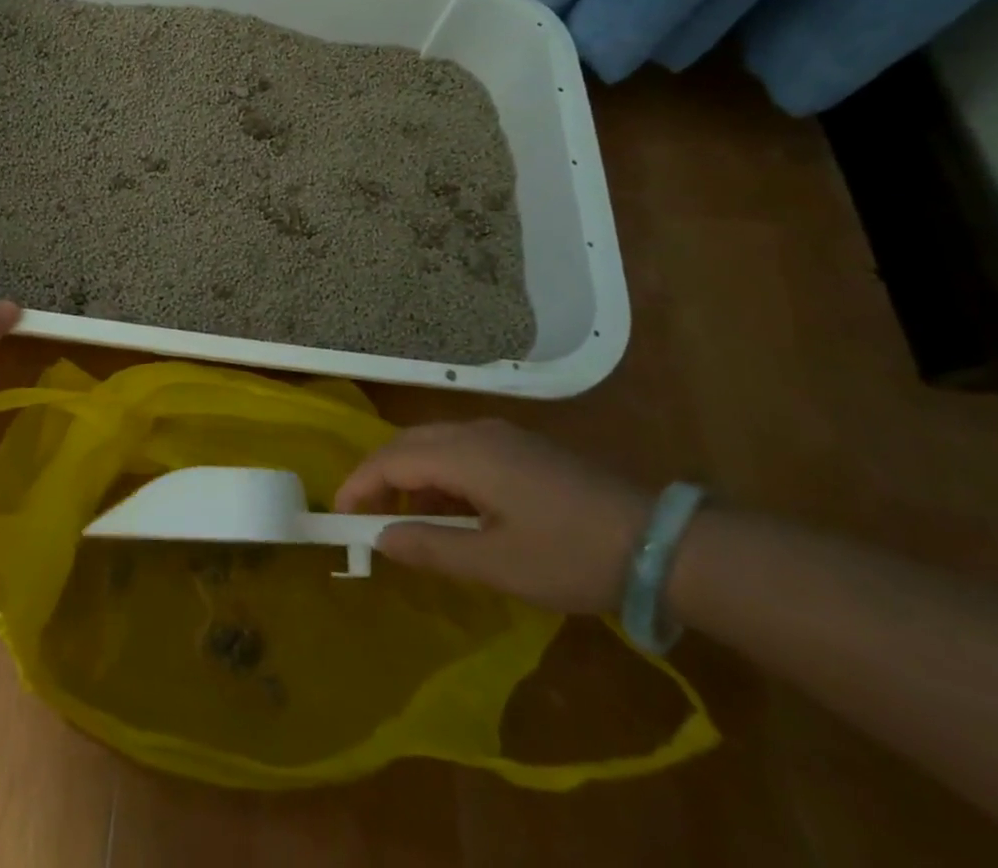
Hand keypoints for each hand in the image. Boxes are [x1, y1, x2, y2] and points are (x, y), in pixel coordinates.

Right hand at [334, 420, 652, 613]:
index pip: (391, 460)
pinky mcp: (522, 448)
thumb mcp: (497, 564)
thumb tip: (381, 538)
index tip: (338, 513)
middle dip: (379, 475)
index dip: (360, 483)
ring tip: (405, 520)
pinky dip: (440, 476)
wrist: (658, 542)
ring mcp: (501, 436)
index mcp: (464, 454)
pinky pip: (461, 451)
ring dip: (410, 476)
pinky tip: (453, 511)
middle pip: (408, 444)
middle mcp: (475, 433)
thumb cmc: (570, 555)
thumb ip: (432, 549)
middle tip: (363, 514)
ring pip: (434, 445)